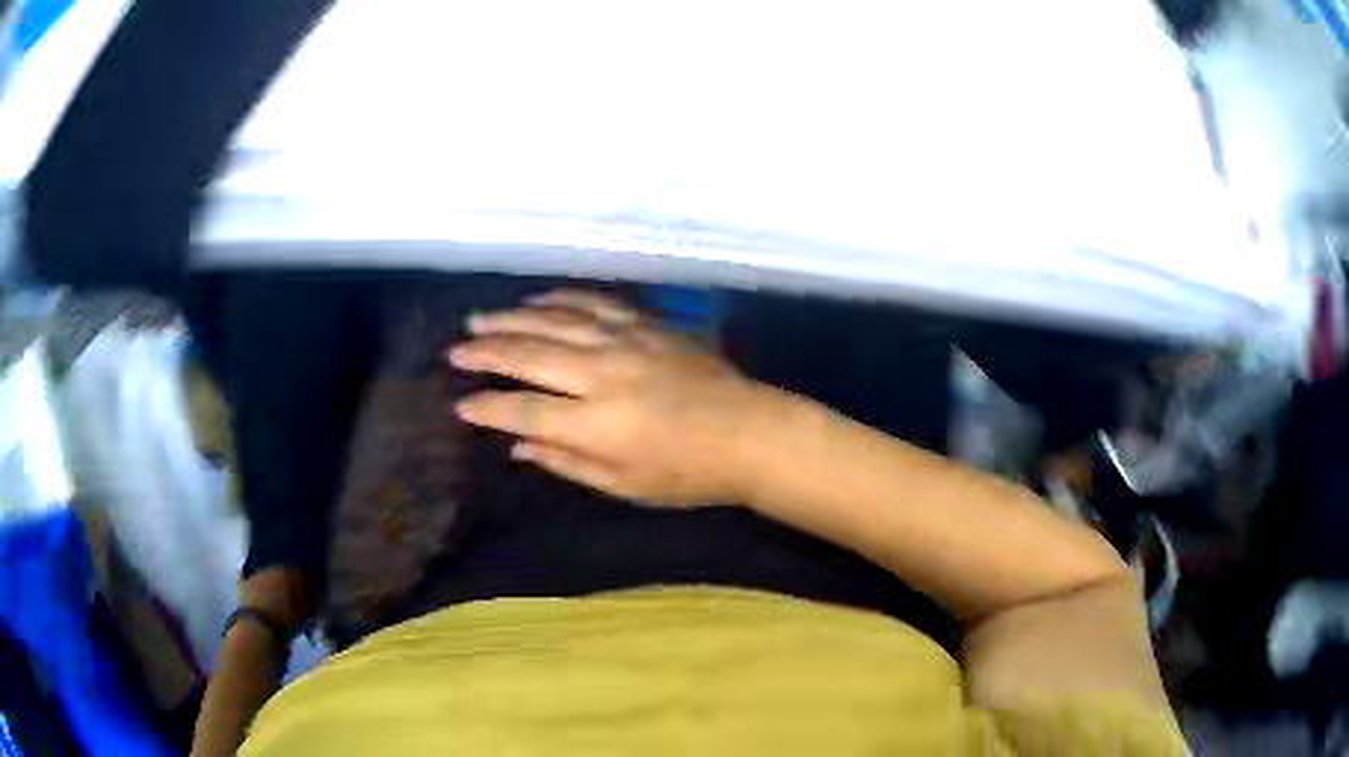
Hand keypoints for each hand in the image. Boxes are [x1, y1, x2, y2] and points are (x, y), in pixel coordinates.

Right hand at [447, 290, 770, 505]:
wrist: (751, 434)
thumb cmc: (689, 474)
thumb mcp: (624, 485)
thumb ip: (566, 462)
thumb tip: (519, 445)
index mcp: (597, 423)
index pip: (524, 410)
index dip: (488, 408)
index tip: (461, 405)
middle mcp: (604, 374)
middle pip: (531, 355)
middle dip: (486, 352)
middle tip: (455, 349)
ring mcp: (627, 342)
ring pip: (556, 321)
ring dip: (513, 318)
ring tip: (480, 319)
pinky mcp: (648, 326)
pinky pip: (595, 304)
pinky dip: (561, 299)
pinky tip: (538, 300)